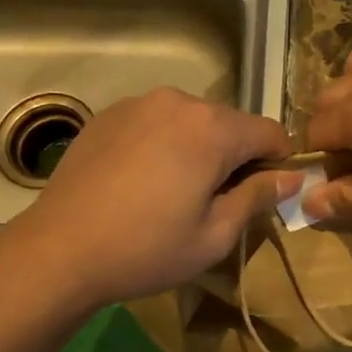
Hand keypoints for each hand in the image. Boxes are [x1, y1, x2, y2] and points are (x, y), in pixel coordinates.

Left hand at [0, 87, 295, 308]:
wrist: (60, 250)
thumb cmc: (147, 249)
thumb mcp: (215, 235)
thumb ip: (257, 197)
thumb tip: (292, 176)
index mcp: (212, 128)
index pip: (270, 132)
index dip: (278, 164)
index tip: (264, 197)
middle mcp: (178, 101)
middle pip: (229, 124)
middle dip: (235, 157)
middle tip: (216, 204)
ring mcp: (137, 104)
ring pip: (191, 122)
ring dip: (198, 150)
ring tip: (174, 194)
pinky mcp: (107, 115)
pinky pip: (155, 124)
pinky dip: (163, 146)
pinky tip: (141, 183)